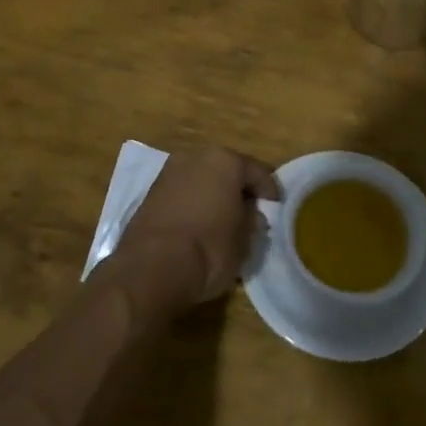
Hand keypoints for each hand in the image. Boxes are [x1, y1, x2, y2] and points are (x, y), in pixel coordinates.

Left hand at [113, 148, 281, 308]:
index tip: (276, 207)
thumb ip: (251, 221)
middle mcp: (195, 157)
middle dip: (238, 188)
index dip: (270, 190)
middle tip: (250, 210)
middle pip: (225, 169)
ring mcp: (168, 173)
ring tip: (223, 219)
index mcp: (224, 161)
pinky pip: (182, 193)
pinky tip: (199, 224)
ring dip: (213, 194)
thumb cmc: (209, 250)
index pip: (256, 171)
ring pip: (201, 179)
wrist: (152, 268)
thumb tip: (251, 215)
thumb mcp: (244, 240)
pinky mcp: (149, 193)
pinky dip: (192, 203)